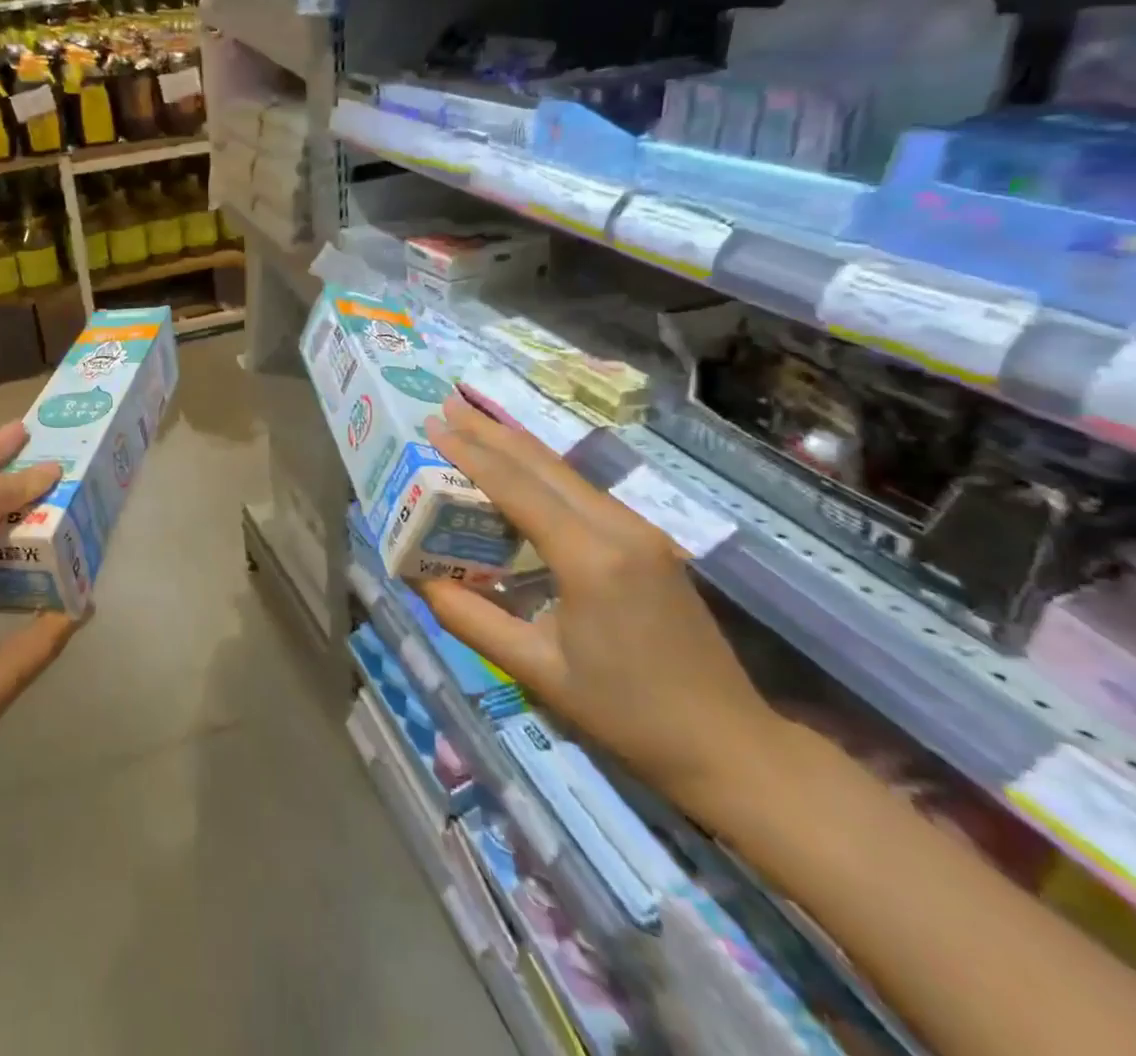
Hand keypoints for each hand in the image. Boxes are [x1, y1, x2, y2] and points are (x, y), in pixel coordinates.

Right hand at [420, 393, 784, 816]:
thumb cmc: (626, 713)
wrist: (728, 743)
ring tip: (473, 422)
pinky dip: (540, 469)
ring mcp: (639, 530)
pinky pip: (581, 490)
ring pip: (564, 471)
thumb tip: (418, 578)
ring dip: (515, 445)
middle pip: (542, 464)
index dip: (470, 453)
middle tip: (446, 404)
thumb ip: (470, 619)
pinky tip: (520, 466)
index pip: (516, 487)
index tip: (433, 424)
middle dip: (489, 432)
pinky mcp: (647, 541)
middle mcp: (617, 528)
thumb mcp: (536, 670)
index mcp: (589, 558)